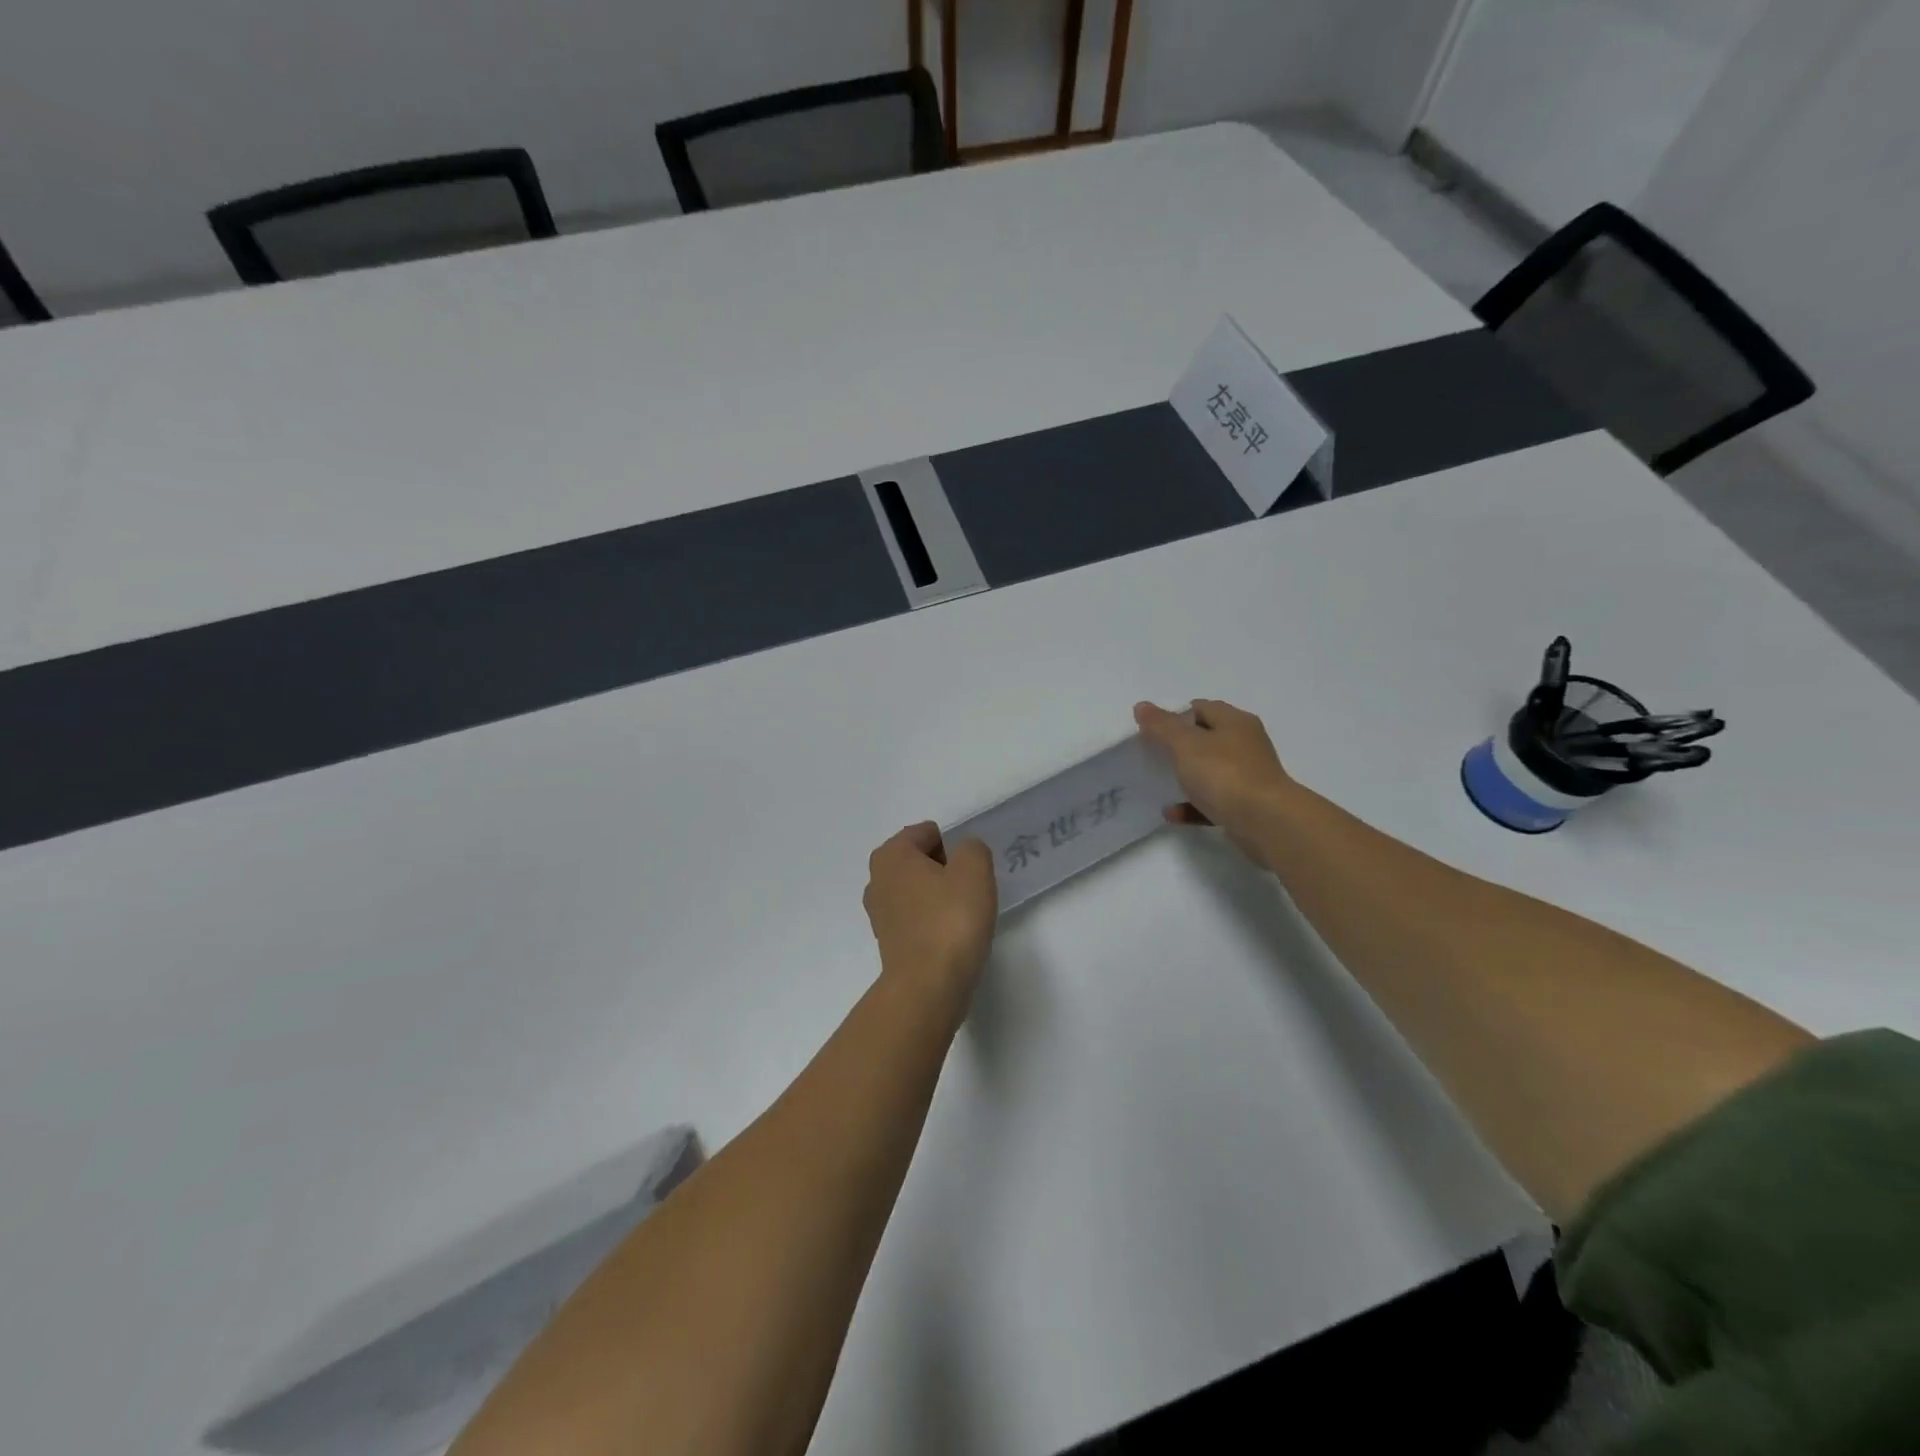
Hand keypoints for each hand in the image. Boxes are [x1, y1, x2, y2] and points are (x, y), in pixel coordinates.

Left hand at [863, 823, 997, 1011]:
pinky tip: (951, 935)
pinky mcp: (889, 942)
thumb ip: (972, 849)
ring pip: (917, 890)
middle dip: (945, 868)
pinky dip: (933, 920)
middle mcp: (877, 879)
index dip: (954, 845)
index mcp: (891, 855)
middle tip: (970, 888)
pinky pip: (916, 917)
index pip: (926, 832)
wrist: (928, 987)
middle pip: (919, 860)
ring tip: (964, 913)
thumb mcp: (974, 871)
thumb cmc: (950, 920)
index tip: (972, 868)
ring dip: (939, 896)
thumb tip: (964, 853)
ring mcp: (879, 913)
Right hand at [1134, 699, 1297, 860]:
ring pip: (1211, 771)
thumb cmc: (1225, 774)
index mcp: (1235, 722)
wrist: (1266, 822)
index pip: (1202, 707)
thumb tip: (1142, 706)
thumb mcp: (1186, 744)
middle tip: (1153, 755)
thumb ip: (1162, 726)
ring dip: (1186, 777)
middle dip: (1179, 746)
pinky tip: (1172, 813)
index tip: (1152, 730)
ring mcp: (1248, 776)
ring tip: (1159, 784)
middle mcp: (1245, 745)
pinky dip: (1193, 806)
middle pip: (1207, 739)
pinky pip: (1213, 801)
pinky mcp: (1247, 806)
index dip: (1176, 715)